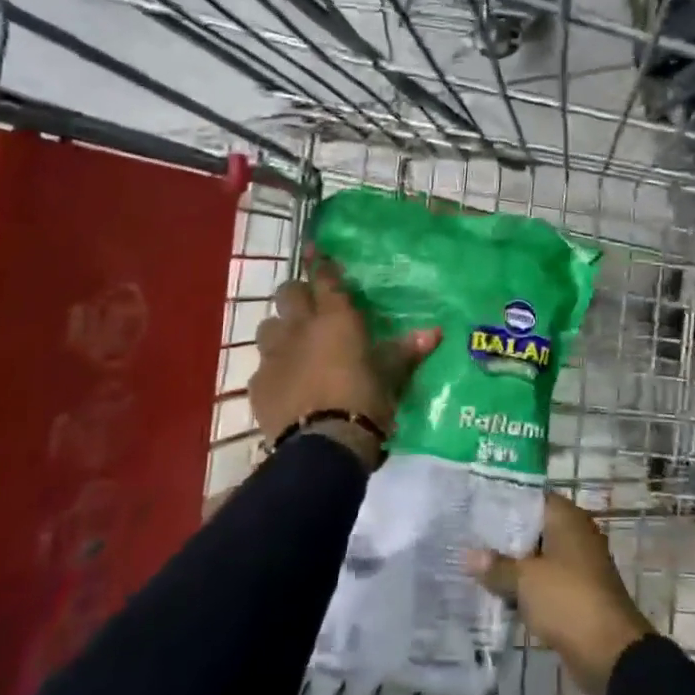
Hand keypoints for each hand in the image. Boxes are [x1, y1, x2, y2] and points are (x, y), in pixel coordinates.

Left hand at [248, 258, 438, 464]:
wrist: (324, 444)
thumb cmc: (365, 400)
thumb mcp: (391, 375)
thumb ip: (407, 350)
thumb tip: (435, 331)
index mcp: (336, 318)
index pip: (325, 278)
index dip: (321, 263)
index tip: (316, 251)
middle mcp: (300, 327)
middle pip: (288, 292)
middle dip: (297, 292)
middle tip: (309, 303)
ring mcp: (274, 355)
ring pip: (268, 325)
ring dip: (280, 328)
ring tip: (293, 343)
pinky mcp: (258, 384)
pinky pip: (262, 365)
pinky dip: (273, 368)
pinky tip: (285, 382)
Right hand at [466, 493, 655, 694]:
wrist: (610, 652)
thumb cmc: (568, 600)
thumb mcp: (525, 580)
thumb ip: (496, 566)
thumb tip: (467, 555)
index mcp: (567, 519)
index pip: (532, 498)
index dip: (505, 501)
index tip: (475, 506)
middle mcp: (575, 535)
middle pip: (533, 528)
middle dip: (504, 536)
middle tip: (467, 536)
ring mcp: (578, 566)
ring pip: (538, 558)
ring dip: (513, 565)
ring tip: (475, 565)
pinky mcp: (577, 595)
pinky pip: (545, 583)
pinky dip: (526, 588)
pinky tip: (498, 594)